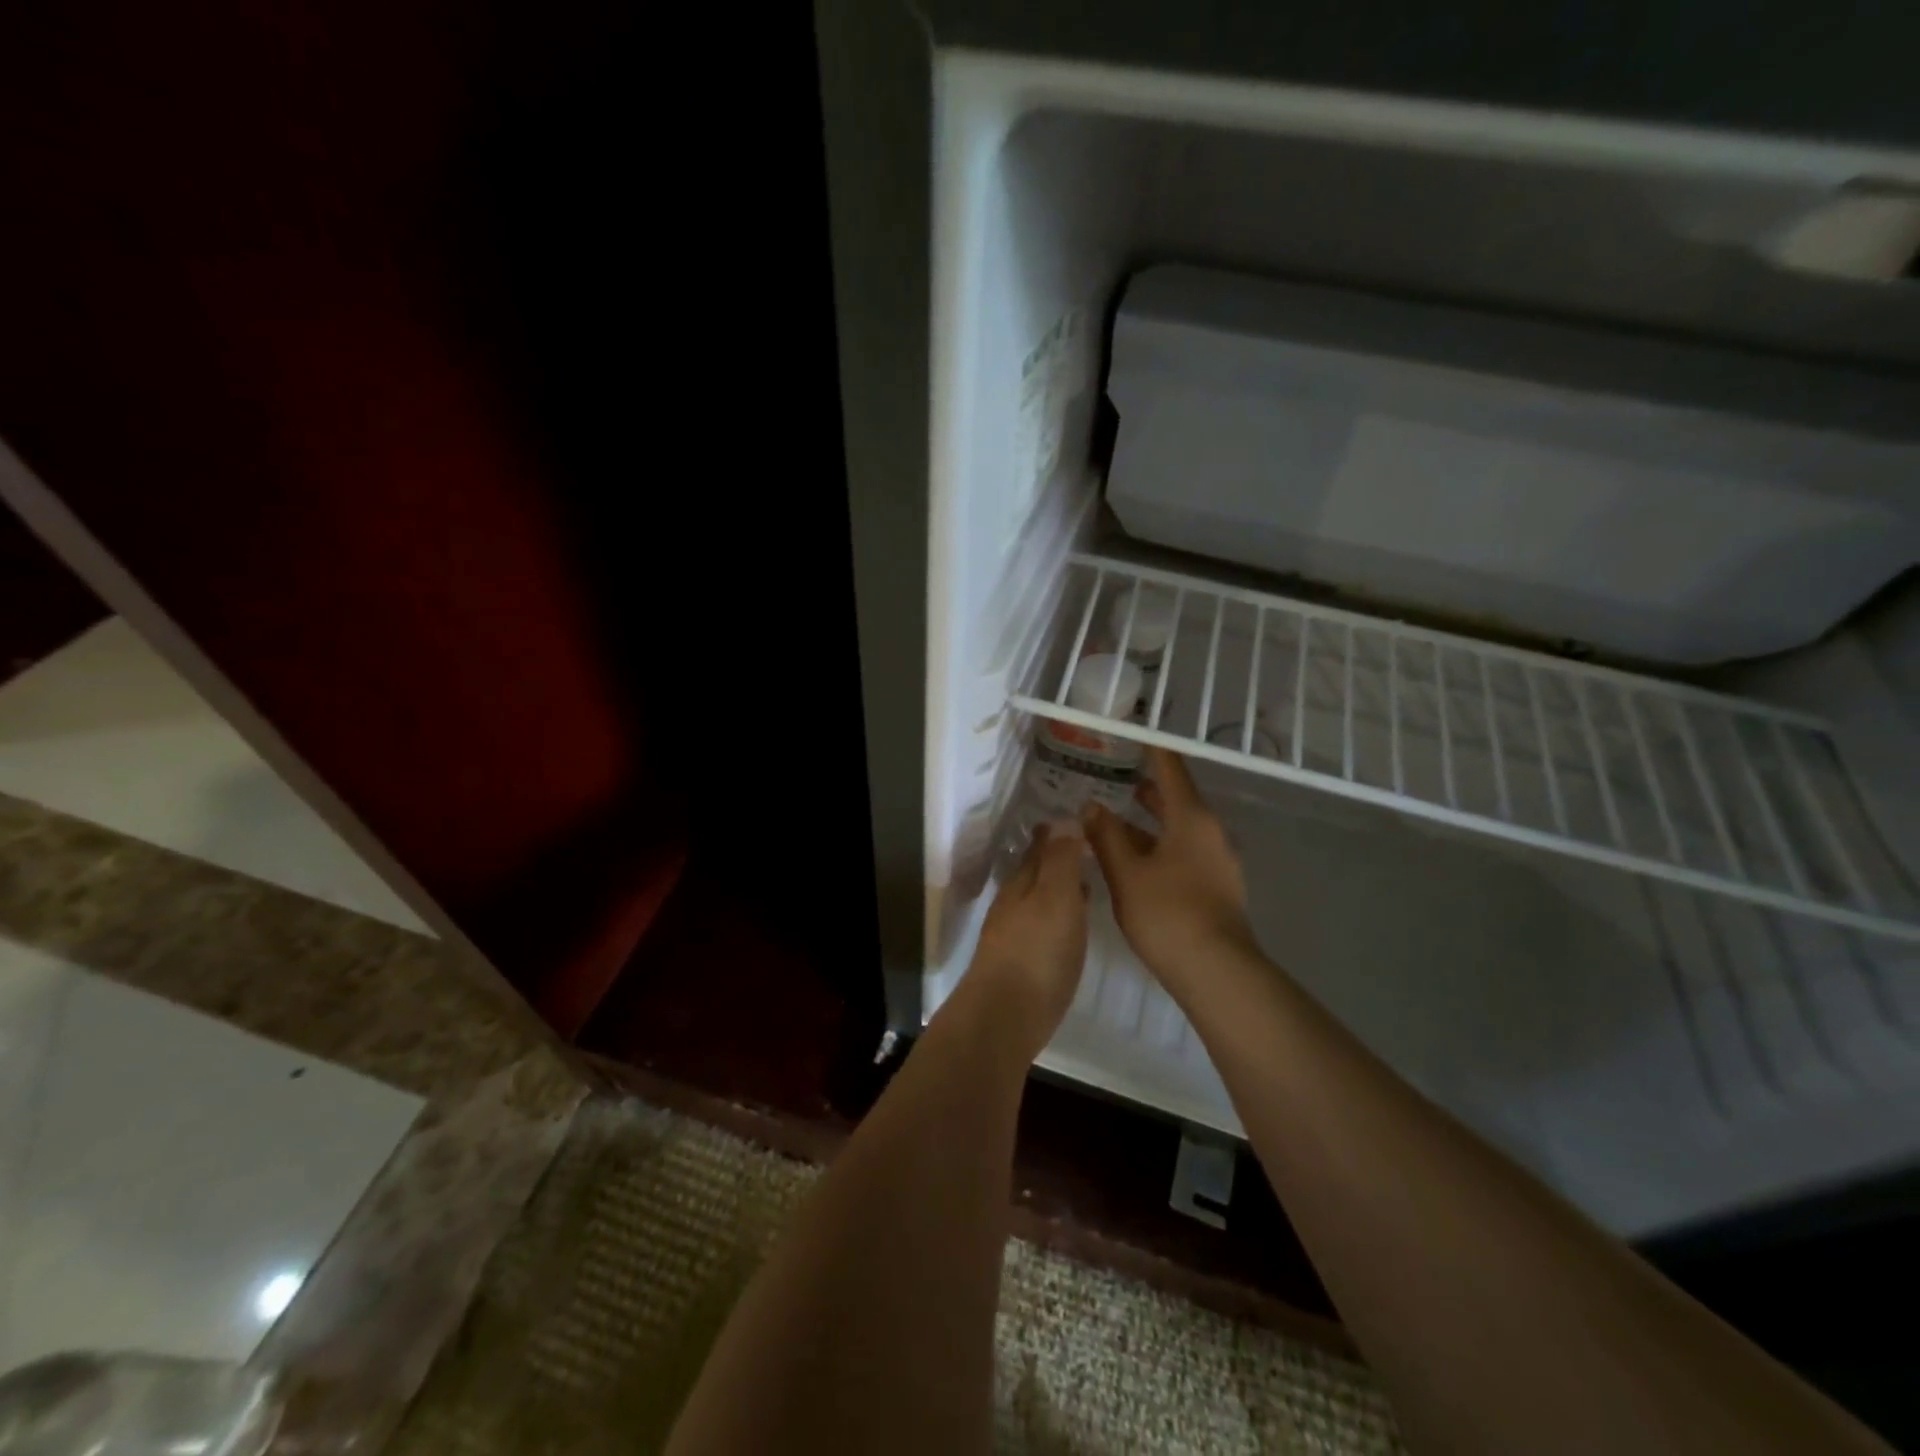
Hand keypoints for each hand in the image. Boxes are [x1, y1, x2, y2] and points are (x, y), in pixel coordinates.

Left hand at [967, 823, 1088, 1058]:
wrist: (1004, 1017)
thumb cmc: (1037, 952)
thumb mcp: (1056, 898)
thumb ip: (1060, 860)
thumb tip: (1063, 818)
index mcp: (1022, 883)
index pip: (1039, 847)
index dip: (1057, 832)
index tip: (1078, 820)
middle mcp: (1013, 904)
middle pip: (1036, 874)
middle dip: (1057, 859)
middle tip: (1087, 849)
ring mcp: (1012, 935)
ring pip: (1038, 901)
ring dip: (1059, 889)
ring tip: (1086, 885)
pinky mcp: (1019, 965)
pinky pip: (1042, 928)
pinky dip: (1058, 919)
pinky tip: (1071, 929)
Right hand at [1084, 749, 1256, 993]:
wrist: (1215, 971)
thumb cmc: (1167, 913)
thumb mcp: (1126, 873)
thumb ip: (1106, 836)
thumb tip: (1091, 806)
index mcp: (1191, 818)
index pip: (1170, 769)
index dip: (1151, 749)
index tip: (1133, 733)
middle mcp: (1210, 832)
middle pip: (1177, 798)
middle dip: (1146, 787)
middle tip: (1115, 774)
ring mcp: (1218, 860)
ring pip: (1179, 827)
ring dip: (1150, 820)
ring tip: (1117, 815)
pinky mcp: (1216, 884)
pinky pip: (1184, 850)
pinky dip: (1159, 843)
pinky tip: (1134, 858)